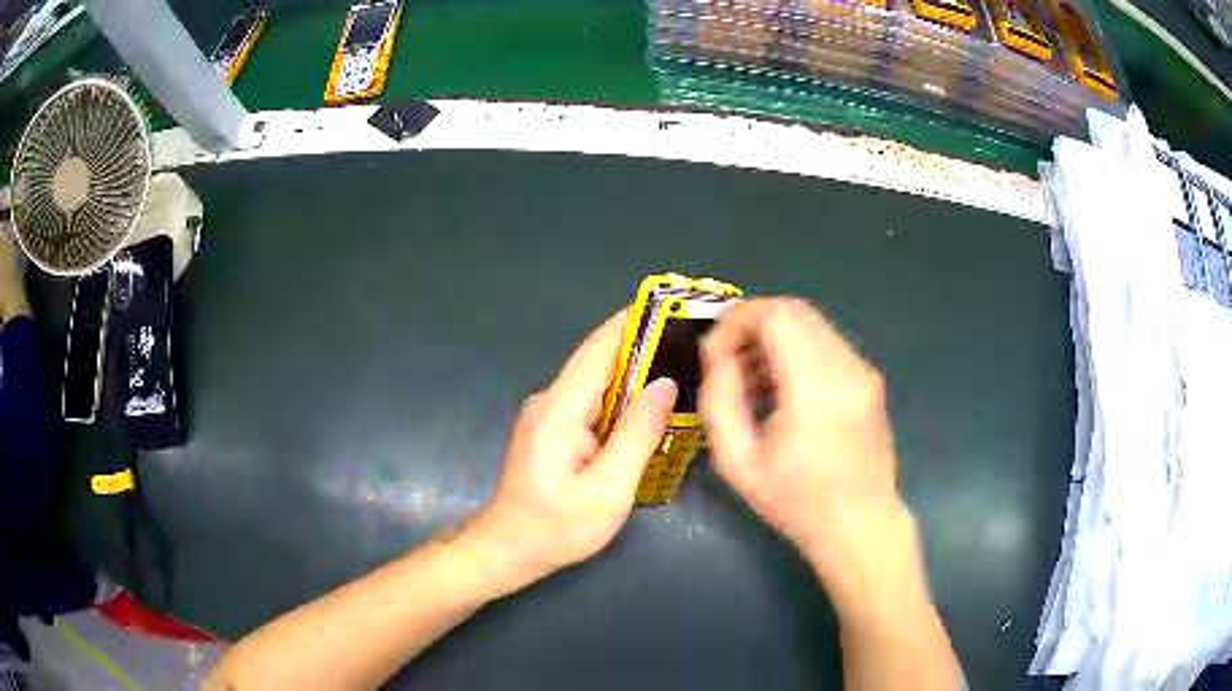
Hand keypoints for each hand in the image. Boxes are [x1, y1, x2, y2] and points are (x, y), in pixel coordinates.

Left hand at [464, 311, 677, 595]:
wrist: (510, 549)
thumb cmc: (557, 528)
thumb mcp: (607, 491)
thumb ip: (636, 436)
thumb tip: (664, 385)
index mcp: (559, 409)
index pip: (599, 349)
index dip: (634, 323)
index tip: (672, 306)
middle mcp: (550, 400)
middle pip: (600, 361)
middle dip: (644, 346)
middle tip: (691, 342)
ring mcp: (549, 413)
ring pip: (598, 381)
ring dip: (636, 373)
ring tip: (681, 368)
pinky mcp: (553, 428)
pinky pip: (592, 401)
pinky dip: (622, 397)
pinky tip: (649, 407)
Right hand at [700, 298, 913, 607]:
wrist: (861, 525)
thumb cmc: (796, 502)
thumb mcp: (738, 462)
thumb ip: (719, 400)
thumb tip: (716, 354)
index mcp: (816, 387)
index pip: (775, 315)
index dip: (737, 321)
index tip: (715, 352)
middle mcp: (847, 367)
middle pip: (794, 310)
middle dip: (753, 324)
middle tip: (728, 359)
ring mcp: (863, 371)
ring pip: (812, 324)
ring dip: (774, 337)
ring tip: (751, 379)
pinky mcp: (870, 379)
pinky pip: (827, 344)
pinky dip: (797, 350)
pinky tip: (781, 390)